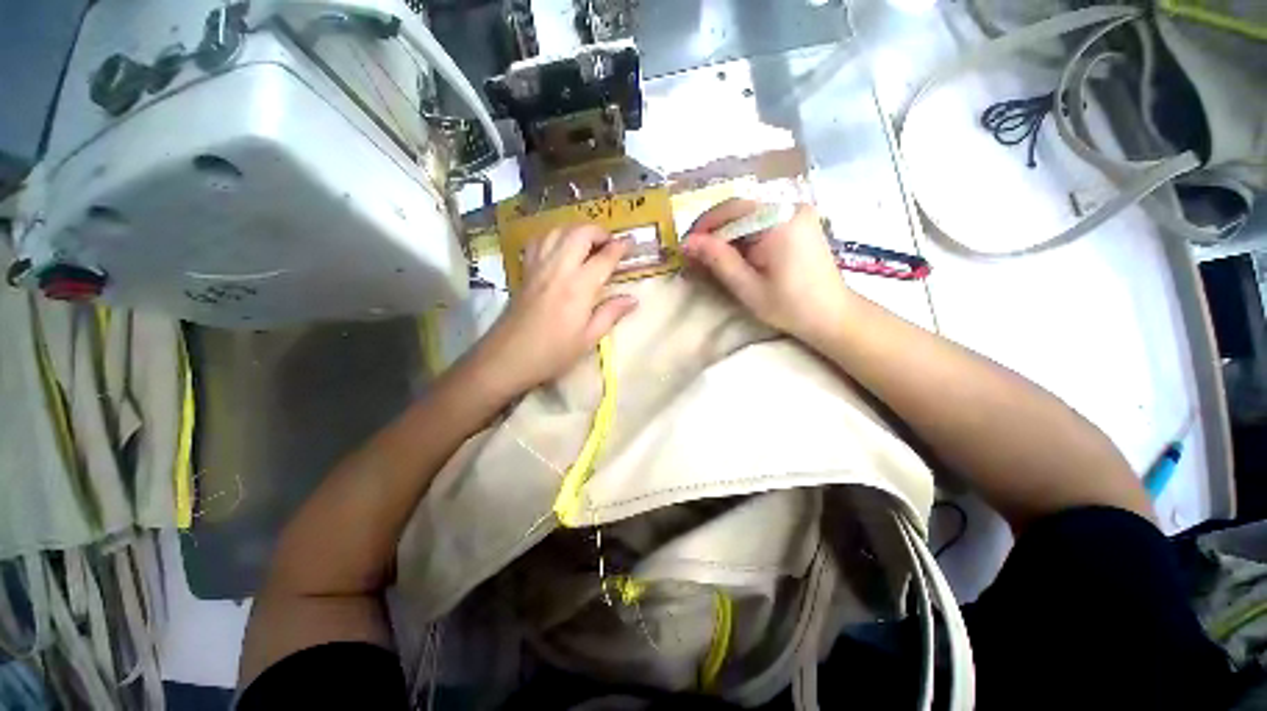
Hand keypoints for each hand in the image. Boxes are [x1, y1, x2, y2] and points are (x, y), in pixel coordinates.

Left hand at [469, 224, 638, 396]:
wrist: (507, 358)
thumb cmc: (552, 353)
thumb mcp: (588, 339)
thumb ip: (610, 314)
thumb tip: (633, 299)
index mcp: (579, 287)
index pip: (604, 258)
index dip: (620, 247)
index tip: (631, 243)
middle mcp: (559, 269)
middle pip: (579, 234)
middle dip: (598, 232)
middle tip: (610, 243)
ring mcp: (538, 267)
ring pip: (558, 231)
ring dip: (576, 231)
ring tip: (588, 244)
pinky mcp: (525, 271)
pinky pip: (539, 241)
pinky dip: (553, 236)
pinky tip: (559, 248)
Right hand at [682, 199, 852, 347]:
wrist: (831, 315)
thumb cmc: (789, 305)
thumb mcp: (747, 286)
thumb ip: (718, 260)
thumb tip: (687, 242)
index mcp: (780, 221)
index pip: (732, 209)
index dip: (705, 225)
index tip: (687, 247)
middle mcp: (791, 207)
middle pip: (741, 210)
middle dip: (715, 231)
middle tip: (697, 255)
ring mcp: (798, 212)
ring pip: (750, 216)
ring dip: (729, 235)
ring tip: (714, 259)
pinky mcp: (800, 222)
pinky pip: (764, 221)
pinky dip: (745, 237)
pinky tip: (738, 256)